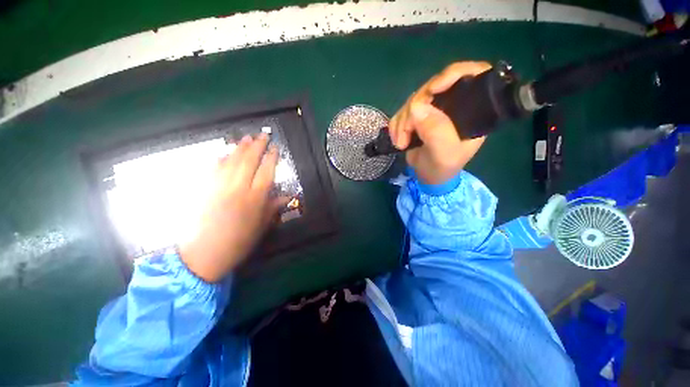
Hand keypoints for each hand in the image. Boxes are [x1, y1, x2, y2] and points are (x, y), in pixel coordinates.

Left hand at [179, 133, 288, 282]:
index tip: (275, 147)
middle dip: (257, 146)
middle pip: (249, 161)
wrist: (204, 254)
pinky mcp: (204, 189)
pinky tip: (224, 153)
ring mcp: (218, 186)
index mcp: (255, 198)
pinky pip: (213, 169)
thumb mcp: (261, 226)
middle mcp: (238, 188)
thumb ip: (273, 207)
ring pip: (231, 161)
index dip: (271, 158)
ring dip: (239, 147)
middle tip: (262, 135)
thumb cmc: (239, 242)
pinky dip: (220, 159)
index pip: (266, 171)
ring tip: (246, 138)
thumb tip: (287, 197)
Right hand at [389, 62, 490, 184]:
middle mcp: (453, 104)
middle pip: (432, 88)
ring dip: (402, 122)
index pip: (472, 75)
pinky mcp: (418, 116)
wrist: (427, 176)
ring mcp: (433, 109)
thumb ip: (436, 132)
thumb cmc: (442, 168)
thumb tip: (416, 107)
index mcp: (472, 110)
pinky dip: (396, 125)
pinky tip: (397, 140)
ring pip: (413, 100)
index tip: (432, 90)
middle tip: (406, 133)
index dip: (452, 75)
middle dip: (414, 110)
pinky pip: (402, 111)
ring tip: (401, 143)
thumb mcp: (444, 154)